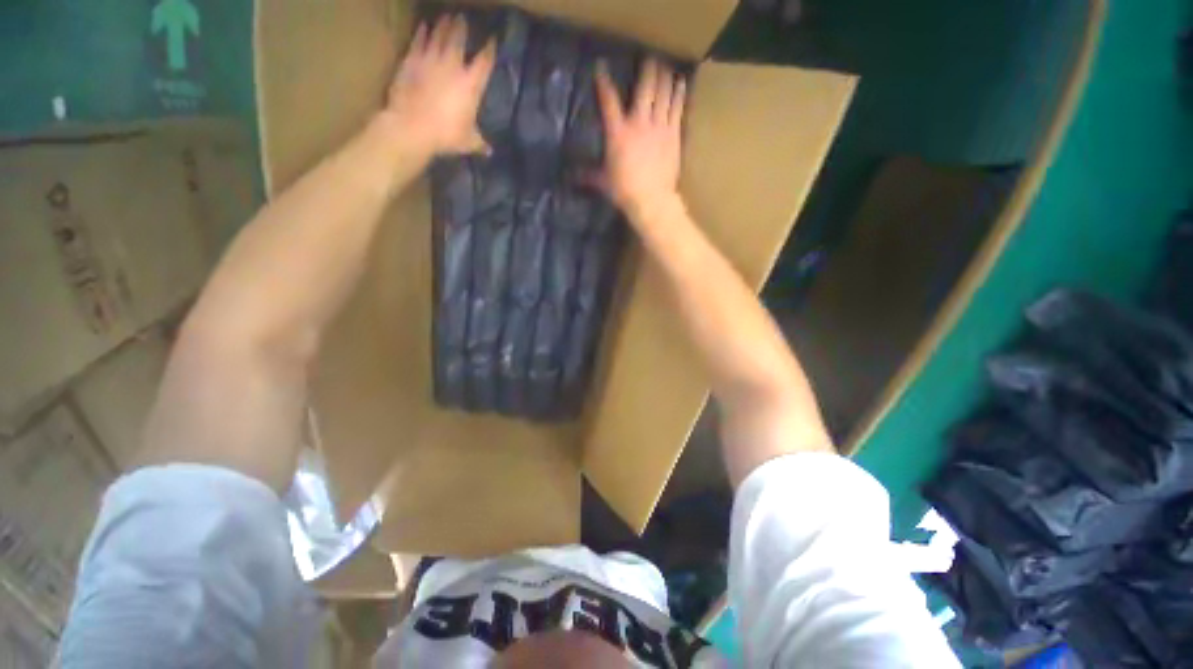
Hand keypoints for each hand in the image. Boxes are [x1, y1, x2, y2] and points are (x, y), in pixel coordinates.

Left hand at [382, 15, 494, 156]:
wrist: (413, 126)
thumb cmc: (446, 134)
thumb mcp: (468, 141)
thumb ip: (479, 143)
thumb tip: (489, 152)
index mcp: (471, 84)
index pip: (485, 61)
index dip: (490, 49)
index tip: (492, 40)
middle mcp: (453, 66)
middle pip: (459, 39)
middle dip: (462, 28)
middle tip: (462, 18)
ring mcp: (431, 60)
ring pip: (438, 35)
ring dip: (443, 25)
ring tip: (446, 16)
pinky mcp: (412, 60)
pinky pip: (418, 41)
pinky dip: (422, 33)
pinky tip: (424, 26)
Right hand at [594, 57, 686, 218]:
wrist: (651, 199)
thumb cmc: (624, 191)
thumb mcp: (603, 182)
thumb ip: (588, 175)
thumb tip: (571, 177)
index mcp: (617, 132)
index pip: (608, 101)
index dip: (604, 82)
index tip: (601, 67)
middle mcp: (639, 122)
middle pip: (645, 88)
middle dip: (648, 71)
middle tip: (650, 59)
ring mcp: (659, 127)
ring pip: (664, 94)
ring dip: (665, 78)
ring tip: (667, 68)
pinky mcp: (673, 135)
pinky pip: (678, 108)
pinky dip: (679, 94)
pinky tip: (681, 84)